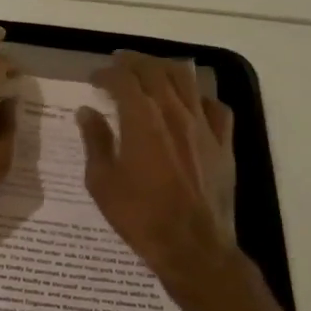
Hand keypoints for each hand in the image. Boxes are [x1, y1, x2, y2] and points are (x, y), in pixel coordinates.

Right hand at [76, 50, 239, 282]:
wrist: (193, 248)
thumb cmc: (141, 217)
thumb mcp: (103, 183)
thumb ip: (95, 142)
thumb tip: (87, 112)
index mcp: (142, 120)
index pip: (123, 80)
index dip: (106, 73)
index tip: (95, 79)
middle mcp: (174, 113)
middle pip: (155, 71)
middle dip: (134, 62)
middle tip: (119, 64)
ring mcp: (203, 126)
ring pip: (186, 81)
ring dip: (165, 69)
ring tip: (152, 72)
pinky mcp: (224, 143)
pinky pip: (215, 108)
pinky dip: (199, 98)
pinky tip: (191, 104)